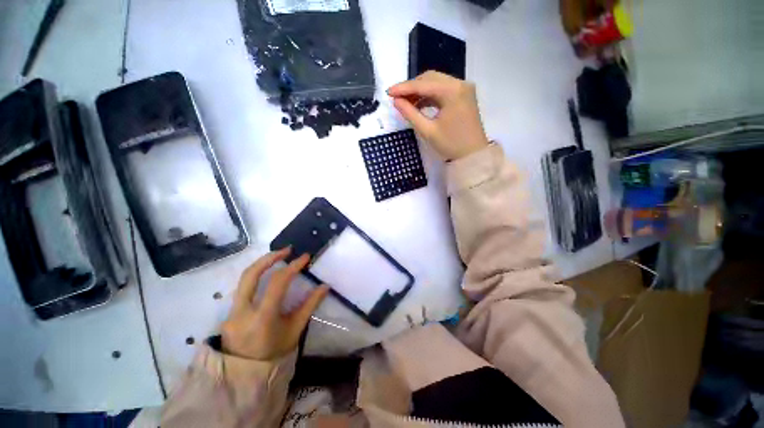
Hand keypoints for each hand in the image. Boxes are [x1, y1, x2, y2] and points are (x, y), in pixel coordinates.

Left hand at [221, 248, 329, 360]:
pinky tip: (268, 276)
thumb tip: (325, 286)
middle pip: (250, 275)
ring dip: (262, 265)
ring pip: (243, 280)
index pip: (277, 283)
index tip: (305, 257)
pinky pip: (242, 289)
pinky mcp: (228, 314)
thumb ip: (309, 305)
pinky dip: (256, 277)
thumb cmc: (275, 353)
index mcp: (262, 318)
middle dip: (269, 258)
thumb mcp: (295, 329)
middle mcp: (242, 312)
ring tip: (278, 257)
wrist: (246, 375)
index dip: (293, 267)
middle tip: (287, 250)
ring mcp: (231, 313)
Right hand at [387, 71, 488, 160]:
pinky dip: (430, 96)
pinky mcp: (464, 95)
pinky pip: (443, 90)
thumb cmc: (450, 145)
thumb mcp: (427, 131)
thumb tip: (396, 101)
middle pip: (430, 78)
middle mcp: (460, 84)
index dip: (404, 88)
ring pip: (436, 83)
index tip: (389, 92)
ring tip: (406, 103)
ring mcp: (463, 88)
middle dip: (412, 87)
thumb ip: (410, 113)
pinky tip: (419, 104)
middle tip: (397, 99)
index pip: (423, 85)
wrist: (472, 155)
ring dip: (420, 91)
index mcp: (452, 91)